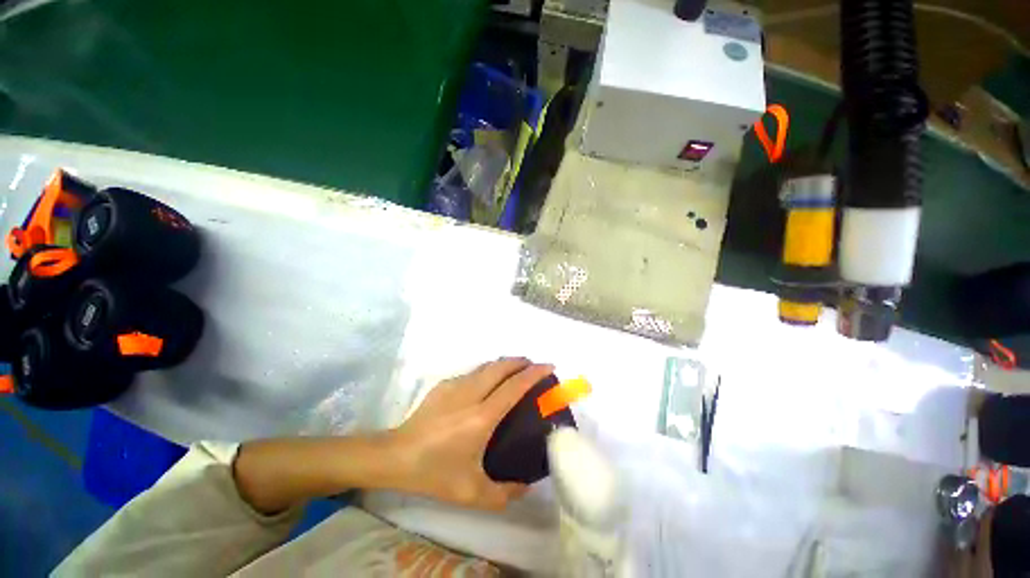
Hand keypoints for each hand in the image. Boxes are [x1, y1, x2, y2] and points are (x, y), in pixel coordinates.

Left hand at [387, 358, 553, 510]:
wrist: (394, 459)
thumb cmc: (434, 474)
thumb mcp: (474, 493)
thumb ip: (506, 494)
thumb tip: (525, 487)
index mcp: (481, 418)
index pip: (514, 387)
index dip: (534, 374)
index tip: (550, 367)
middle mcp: (467, 397)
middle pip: (498, 368)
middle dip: (520, 362)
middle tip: (536, 367)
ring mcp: (449, 391)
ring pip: (481, 368)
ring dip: (501, 366)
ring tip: (514, 374)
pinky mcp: (436, 392)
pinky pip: (467, 374)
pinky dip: (484, 372)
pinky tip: (483, 386)